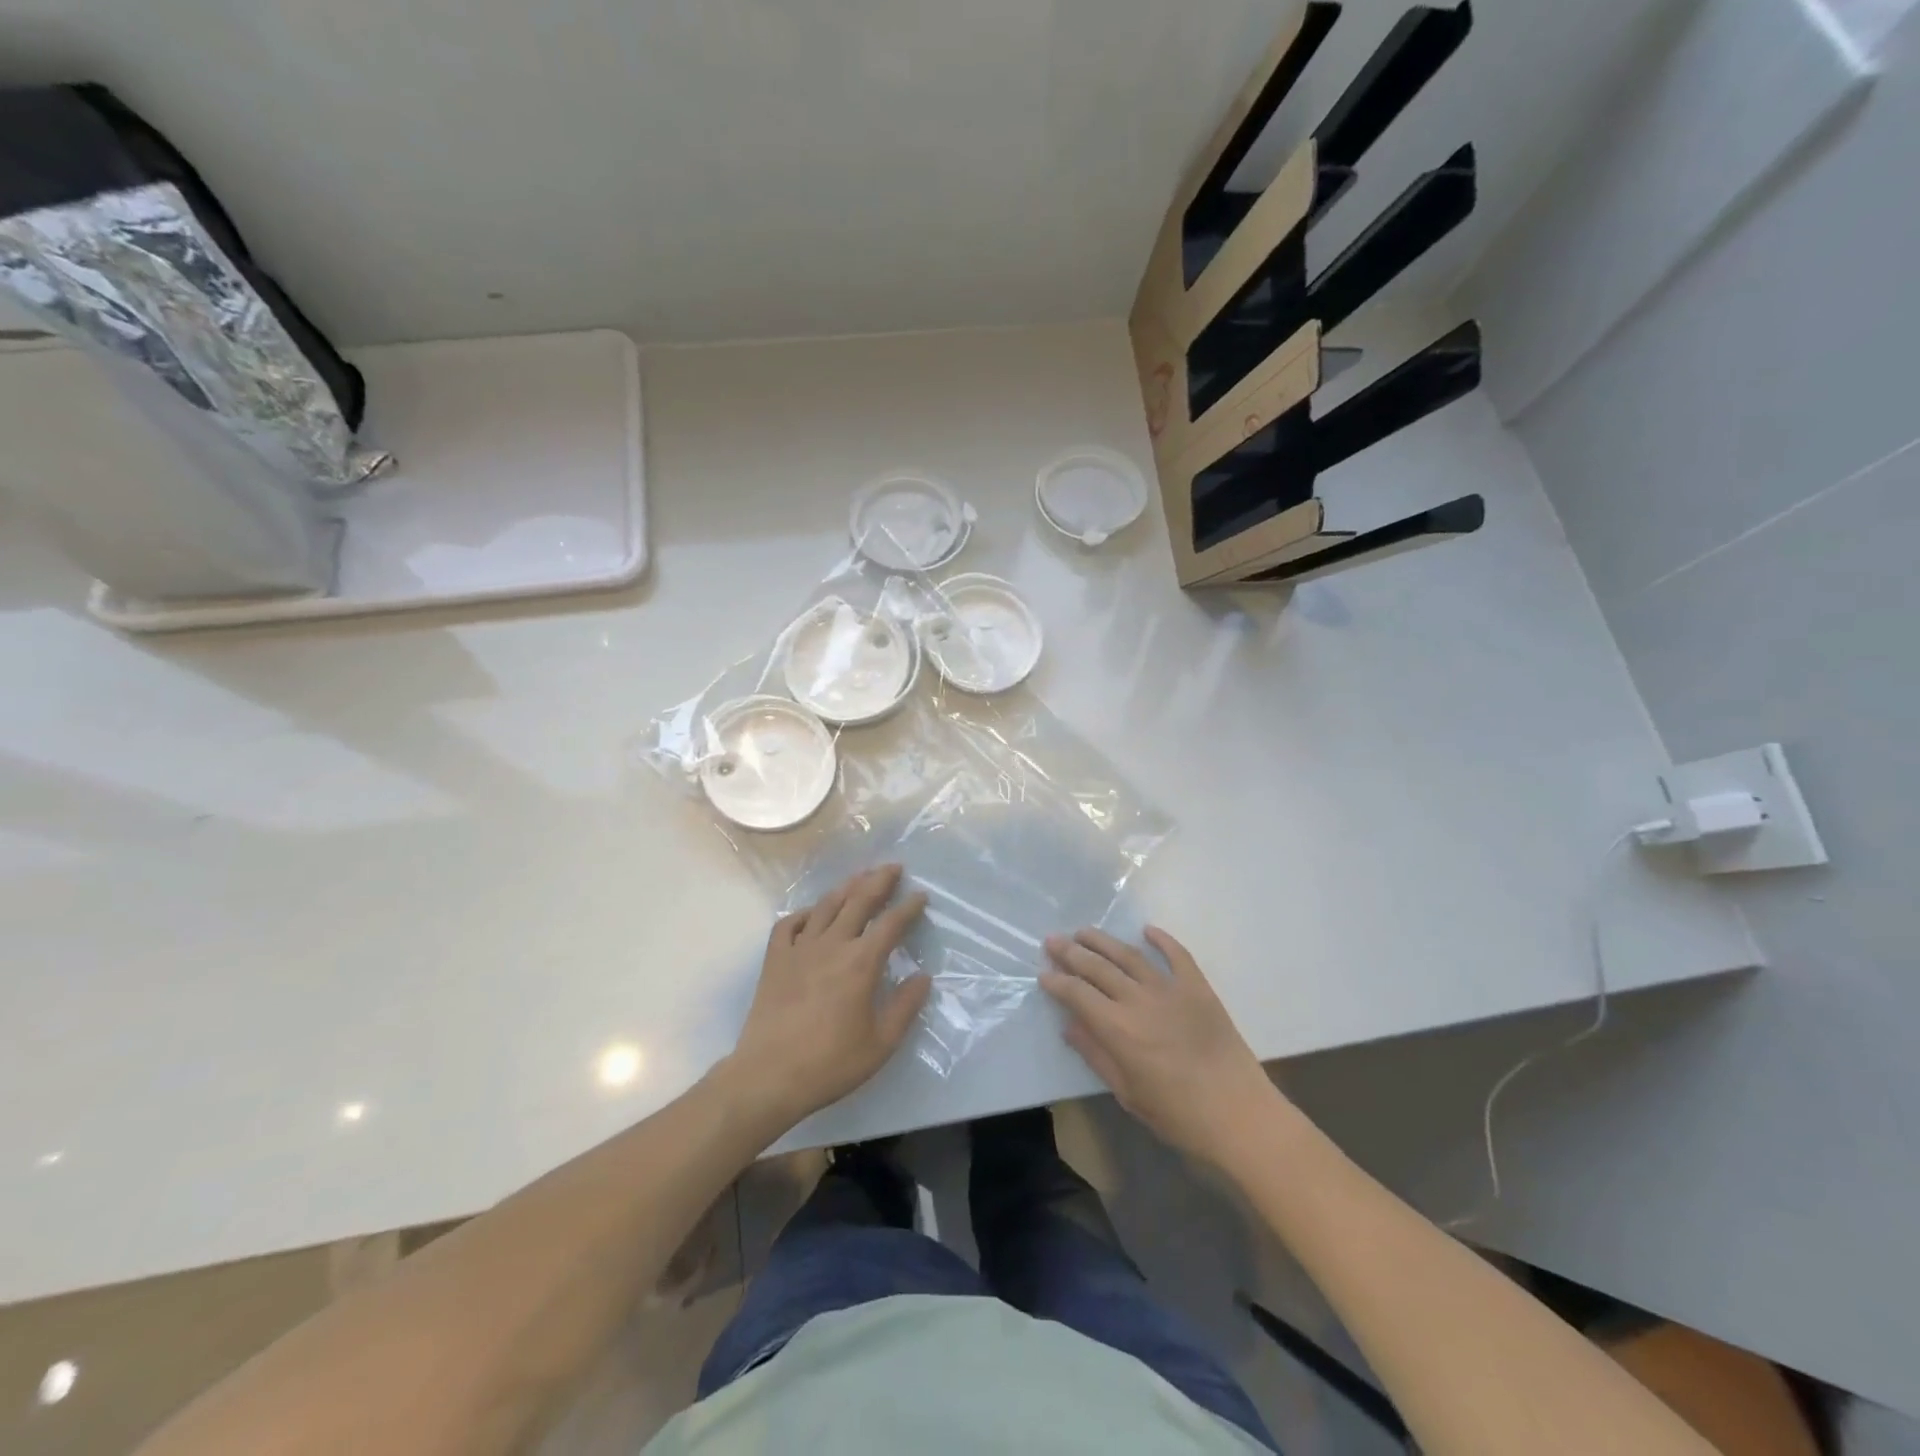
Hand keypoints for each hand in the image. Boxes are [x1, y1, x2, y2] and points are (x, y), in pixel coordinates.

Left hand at [719, 865, 930, 1132]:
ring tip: (859, 877)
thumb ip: (905, 1007)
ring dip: (846, 888)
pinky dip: (803, 914)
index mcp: (861, 963)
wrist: (769, 1076)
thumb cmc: (830, 1063)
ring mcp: (799, 949)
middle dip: (879, 881)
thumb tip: (922, 977)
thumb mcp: (881, 1043)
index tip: (921, 895)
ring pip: (825, 906)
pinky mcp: (775, 960)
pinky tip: (811, 914)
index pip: (891, 924)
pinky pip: (788, 925)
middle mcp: (832, 945)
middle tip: (893, 867)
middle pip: (859, 901)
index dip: (909, 907)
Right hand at [1042, 926, 1282, 1167]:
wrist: (1240, 1114)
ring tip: (1084, 932)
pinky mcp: (1199, 988)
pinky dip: (1161, 939)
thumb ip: (1097, 1055)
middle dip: (1071, 953)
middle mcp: (1139, 1000)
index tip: (1043, 974)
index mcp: (1119, 1029)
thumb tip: (1070, 1026)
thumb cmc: (1178, 1114)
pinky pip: (1177, 955)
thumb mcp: (1128, 1093)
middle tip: (1052, 941)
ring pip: (1130, 955)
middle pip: (1098, 967)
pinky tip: (1147, 930)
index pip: (1078, 994)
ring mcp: (1171, 990)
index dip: (1057, 982)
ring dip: (1104, 941)